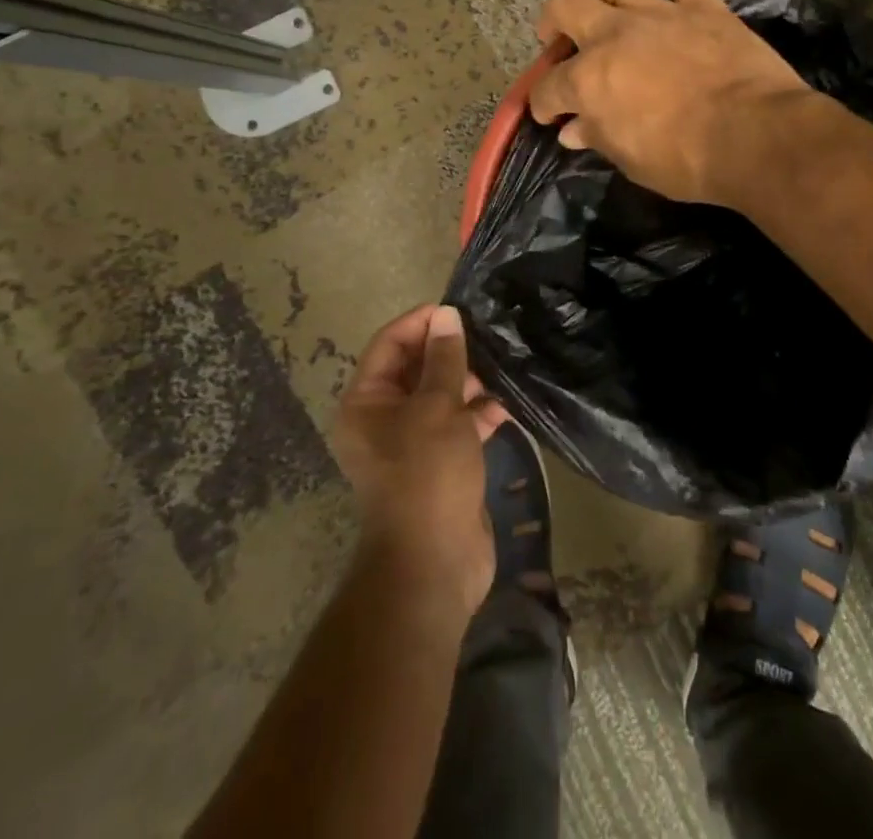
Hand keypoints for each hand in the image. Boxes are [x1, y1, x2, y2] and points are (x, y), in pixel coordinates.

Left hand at [333, 305, 505, 618]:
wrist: (435, 563)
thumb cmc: (427, 474)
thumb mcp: (437, 408)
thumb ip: (444, 359)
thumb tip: (446, 314)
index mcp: (366, 403)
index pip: (390, 344)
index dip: (421, 322)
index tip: (457, 308)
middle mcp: (383, 419)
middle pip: (416, 369)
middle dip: (450, 352)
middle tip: (486, 337)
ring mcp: (413, 443)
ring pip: (440, 396)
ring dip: (468, 382)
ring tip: (501, 366)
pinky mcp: (440, 463)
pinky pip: (458, 425)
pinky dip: (479, 413)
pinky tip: (506, 405)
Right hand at [528, 0, 811, 204]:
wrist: (755, 135)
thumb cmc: (685, 160)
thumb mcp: (631, 161)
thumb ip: (598, 136)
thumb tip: (573, 130)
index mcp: (588, 80)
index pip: (548, 87)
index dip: (542, 102)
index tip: (549, 114)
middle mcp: (614, 34)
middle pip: (565, 6)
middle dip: (552, 22)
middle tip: (558, 39)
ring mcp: (659, 12)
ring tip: (605, 10)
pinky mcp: (702, 4)